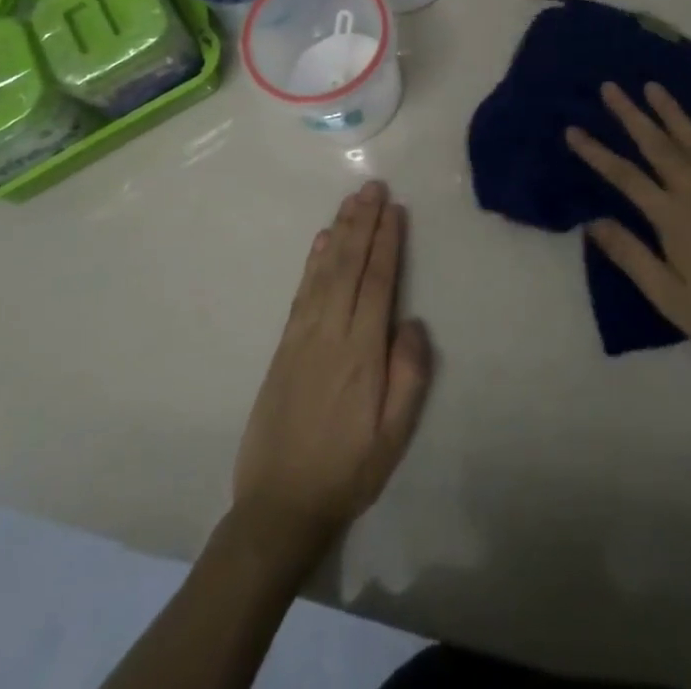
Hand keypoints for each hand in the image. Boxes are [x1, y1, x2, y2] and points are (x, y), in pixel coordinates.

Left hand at [232, 180, 433, 560]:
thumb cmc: (348, 470)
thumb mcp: (394, 436)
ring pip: (324, 270)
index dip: (387, 243)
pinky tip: (321, 240)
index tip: (394, 209)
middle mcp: (331, 332)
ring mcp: (303, 335)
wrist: (279, 504)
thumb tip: (411, 321)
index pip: (378, 282)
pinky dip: (313, 260)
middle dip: (363, 223)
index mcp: (362, 351)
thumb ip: (409, 376)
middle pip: (349, 265)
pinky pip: (302, 290)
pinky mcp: (284, 345)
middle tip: (373, 187)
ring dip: (339, 231)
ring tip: (352, 201)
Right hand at [566, 82, 690, 385]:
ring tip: (653, 86)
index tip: (574, 130)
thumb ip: (630, 255)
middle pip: (657, 147)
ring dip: (672, 113)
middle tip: (611, 88)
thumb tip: (592, 222)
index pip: (625, 177)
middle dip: (631, 116)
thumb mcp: (666, 296)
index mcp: (671, 219)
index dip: (597, 153)